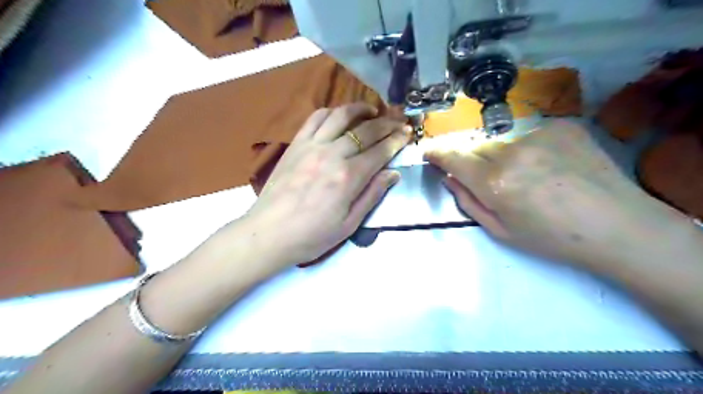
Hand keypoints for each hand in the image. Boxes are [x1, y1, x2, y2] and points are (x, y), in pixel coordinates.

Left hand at [244, 104, 409, 266]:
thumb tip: (393, 173)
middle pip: (366, 130)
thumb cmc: (312, 235)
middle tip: (399, 122)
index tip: (408, 133)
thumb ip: (372, 195)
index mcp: (348, 177)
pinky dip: (331, 111)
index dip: (397, 141)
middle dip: (387, 124)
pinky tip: (340, 115)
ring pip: (341, 116)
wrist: (268, 233)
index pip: (380, 151)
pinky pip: (315, 118)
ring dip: (360, 109)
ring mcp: (311, 145)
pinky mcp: (295, 144)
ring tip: (373, 111)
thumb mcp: (349, 224)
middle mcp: (332, 154)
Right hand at [426, 120, 690, 273]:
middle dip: (475, 161)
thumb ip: (468, 202)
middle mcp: (513, 153)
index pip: (454, 158)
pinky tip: (551, 167)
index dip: (438, 153)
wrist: (619, 226)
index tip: (429, 151)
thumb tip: (450, 178)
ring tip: (529, 178)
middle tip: (491, 181)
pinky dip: (530, 150)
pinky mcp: (563, 127)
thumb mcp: (501, 231)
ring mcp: (540, 135)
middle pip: (478, 148)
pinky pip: (531, 136)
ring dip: (504, 157)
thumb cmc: (553, 238)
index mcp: (495, 183)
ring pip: (504, 143)